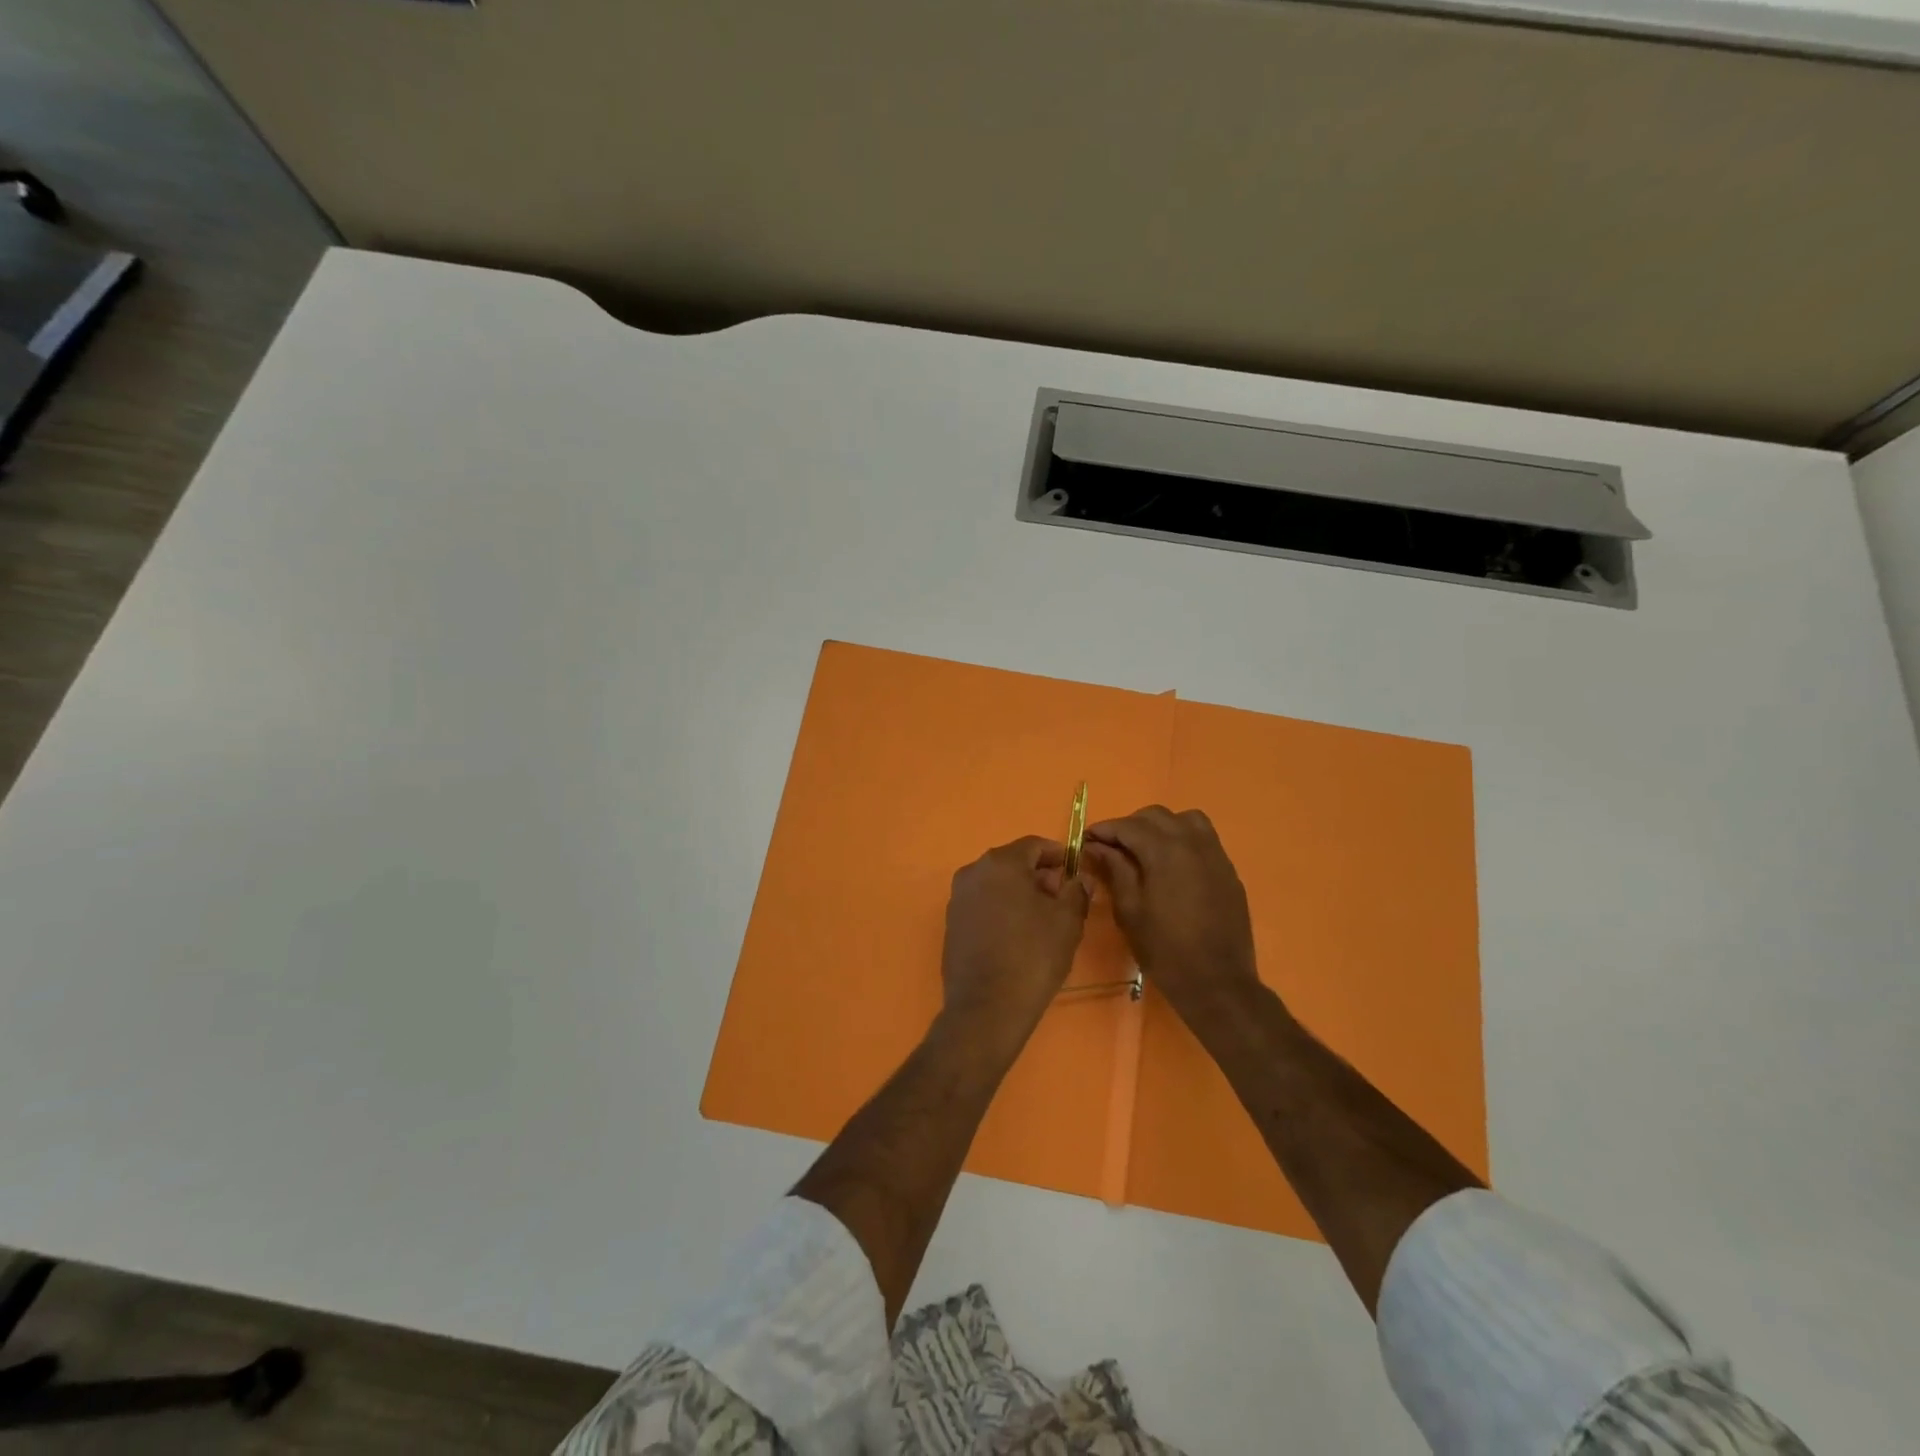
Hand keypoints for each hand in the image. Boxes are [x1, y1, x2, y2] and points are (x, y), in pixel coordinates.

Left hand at [939, 836, 1089, 1055]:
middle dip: (1039, 875)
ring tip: (1043, 920)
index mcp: (1000, 863)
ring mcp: (958, 898)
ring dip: (1020, 893)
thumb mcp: (1067, 922)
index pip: (1034, 845)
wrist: (987, 1007)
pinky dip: (1002, 909)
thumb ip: (1076, 892)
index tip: (1075, 871)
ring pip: (996, 884)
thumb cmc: (1032, 956)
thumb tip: (1079, 879)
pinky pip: (983, 904)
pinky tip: (1018, 935)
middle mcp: (973, 872)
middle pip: (1013, 863)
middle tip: (1063, 898)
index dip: (1058, 855)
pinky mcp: (952, 923)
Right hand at [1083, 806, 1260, 1025]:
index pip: (1129, 826)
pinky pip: (1204, 839)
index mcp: (1165, 851)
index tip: (1087, 840)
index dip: (1105, 830)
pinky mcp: (1228, 871)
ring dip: (1161, 826)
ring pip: (1186, 820)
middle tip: (1113, 847)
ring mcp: (1216, 855)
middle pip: (1157, 816)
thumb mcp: (1130, 911)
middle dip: (1131, 825)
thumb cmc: (1165, 950)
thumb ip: (1114, 870)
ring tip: (1146, 849)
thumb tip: (1097, 846)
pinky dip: (1183, 839)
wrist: (1218, 983)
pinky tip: (1173, 866)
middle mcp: (1193, 843)